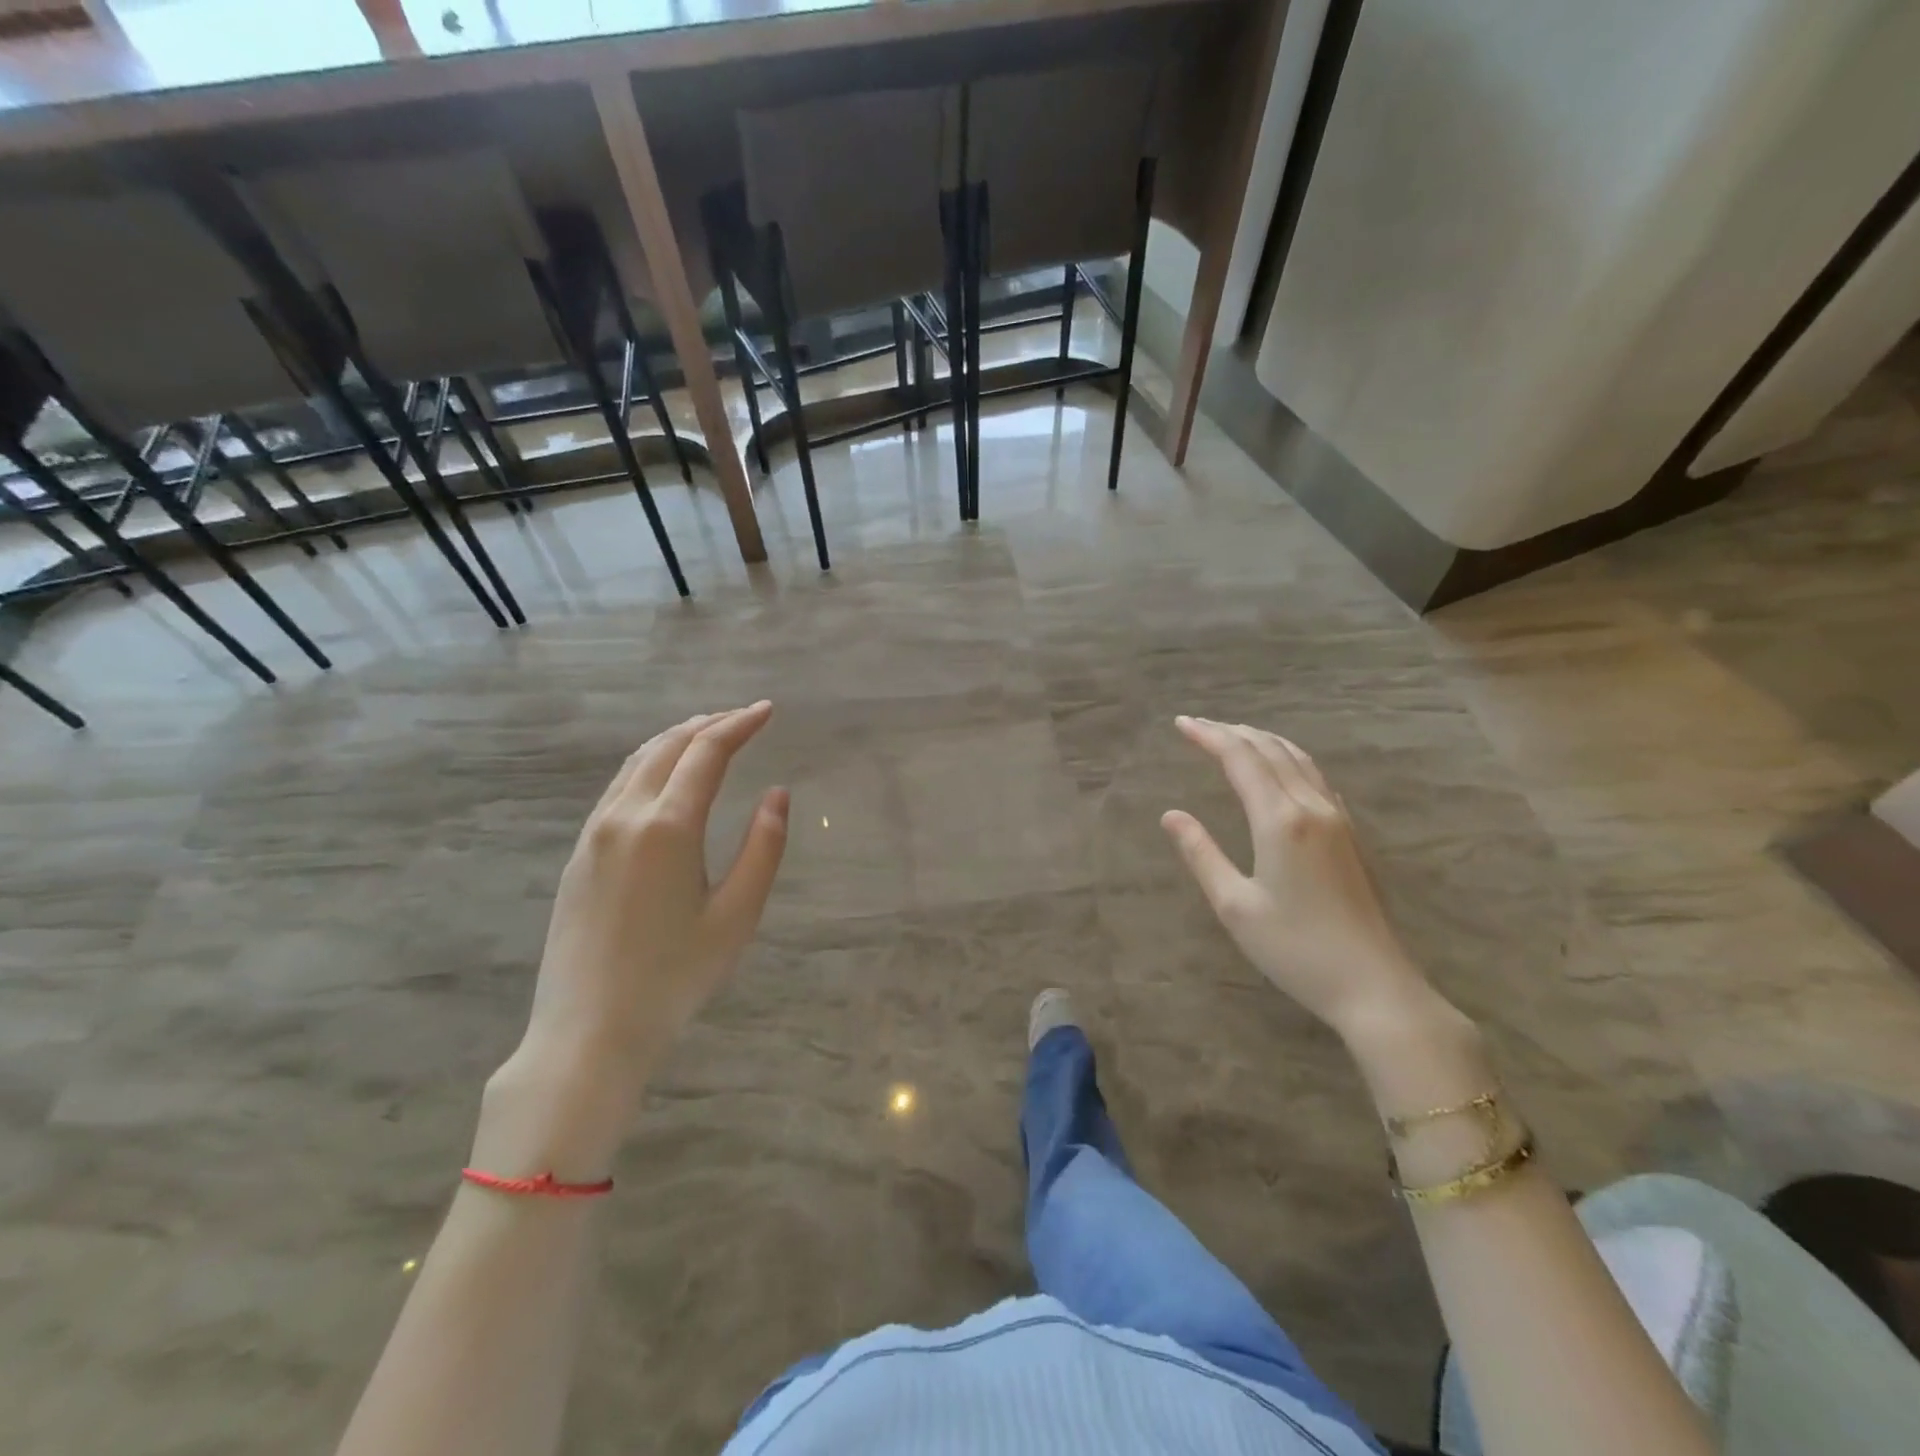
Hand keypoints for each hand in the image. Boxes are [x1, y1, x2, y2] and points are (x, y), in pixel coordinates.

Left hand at [478, 703, 788, 1178]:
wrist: (588, 1031)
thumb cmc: (674, 977)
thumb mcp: (736, 915)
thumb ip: (763, 848)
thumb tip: (777, 794)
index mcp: (667, 827)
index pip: (706, 752)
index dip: (739, 725)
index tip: (767, 710)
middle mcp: (625, 816)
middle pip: (668, 746)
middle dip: (709, 723)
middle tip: (744, 717)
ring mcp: (594, 833)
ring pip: (637, 763)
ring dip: (677, 739)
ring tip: (709, 733)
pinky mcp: (580, 854)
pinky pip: (619, 787)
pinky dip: (651, 764)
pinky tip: (666, 777)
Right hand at [1161, 716, 1434, 1038]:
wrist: (1374, 985)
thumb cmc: (1295, 949)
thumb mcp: (1234, 906)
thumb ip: (1201, 854)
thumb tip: (1171, 815)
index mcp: (1280, 820)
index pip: (1240, 759)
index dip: (1209, 736)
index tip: (1180, 723)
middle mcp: (1312, 807)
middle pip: (1271, 750)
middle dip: (1232, 732)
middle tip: (1198, 724)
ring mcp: (1338, 818)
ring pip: (1298, 759)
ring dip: (1262, 740)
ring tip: (1233, 735)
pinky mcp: (1351, 834)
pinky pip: (1315, 776)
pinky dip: (1287, 758)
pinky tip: (1280, 768)